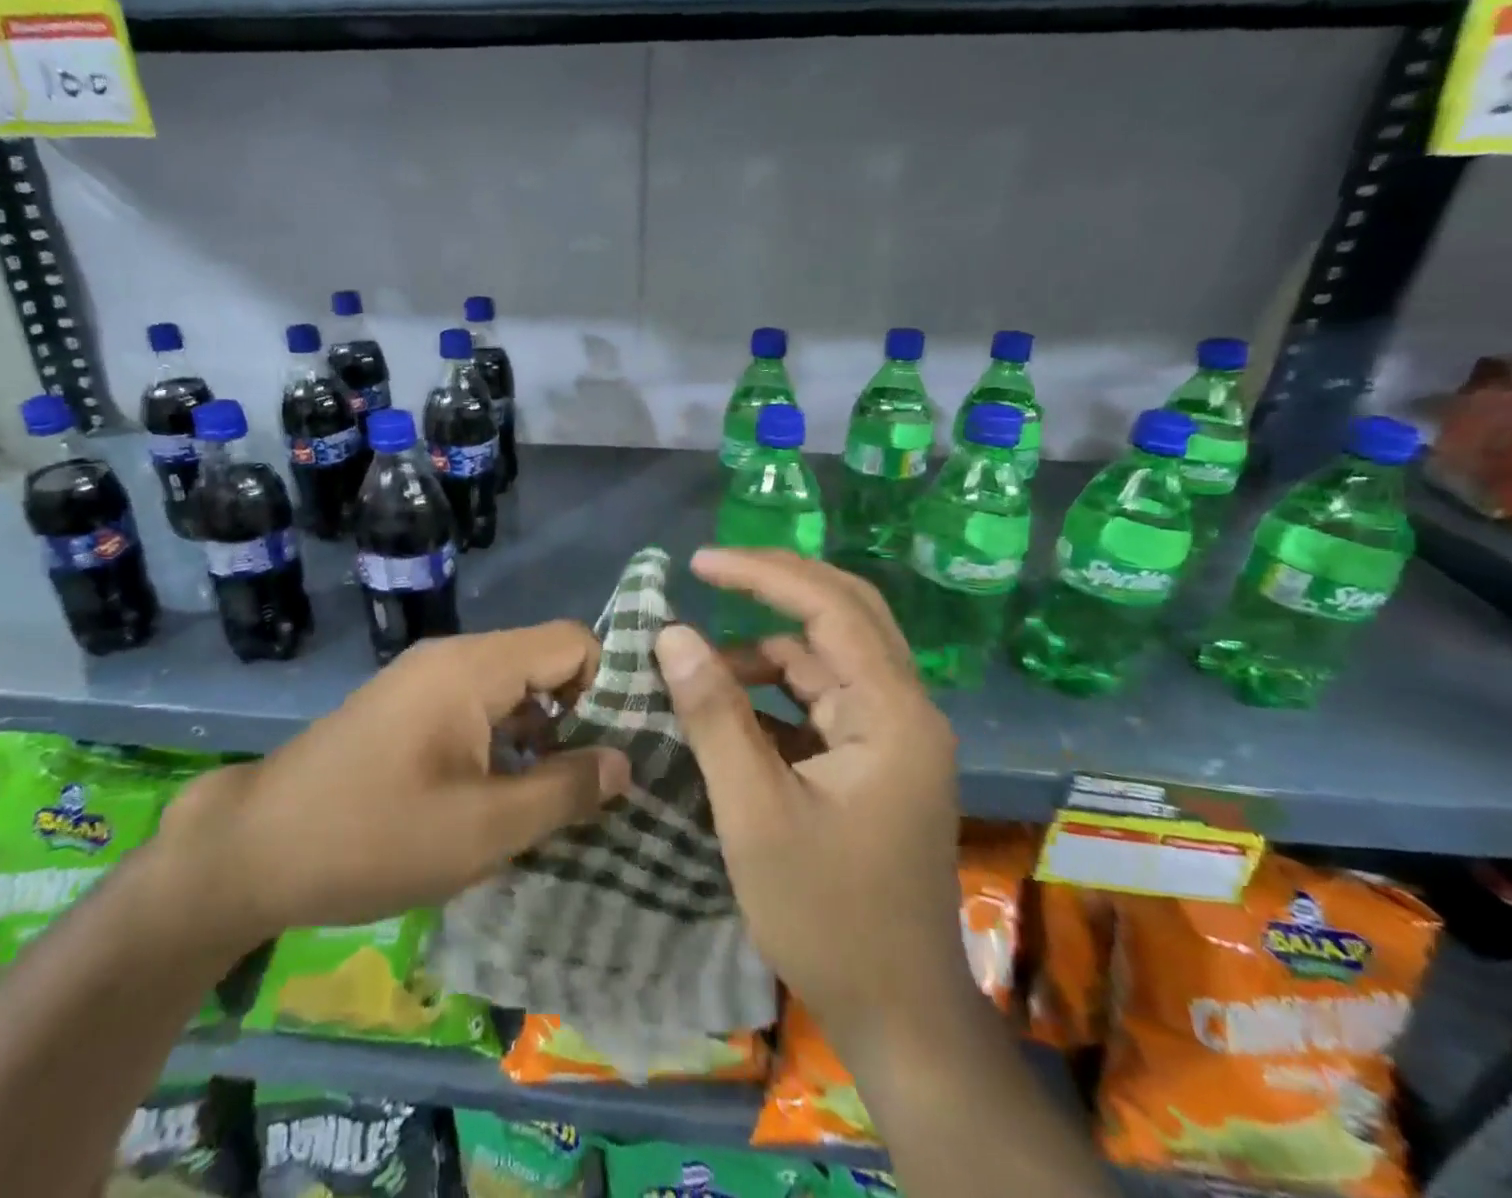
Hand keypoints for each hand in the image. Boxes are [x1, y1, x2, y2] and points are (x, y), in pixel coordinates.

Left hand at [158, 624, 631, 948]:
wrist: (254, 849)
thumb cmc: (372, 836)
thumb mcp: (483, 829)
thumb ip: (563, 791)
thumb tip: (624, 762)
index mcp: (474, 666)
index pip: (572, 641)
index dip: (608, 687)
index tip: (623, 749)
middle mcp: (453, 657)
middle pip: (544, 662)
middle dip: (579, 717)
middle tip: (599, 785)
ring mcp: (425, 680)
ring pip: (511, 689)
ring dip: (541, 735)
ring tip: (559, 800)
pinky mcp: (407, 707)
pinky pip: (477, 708)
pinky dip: (504, 742)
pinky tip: (504, 798)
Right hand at [655, 549, 962, 1043]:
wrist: (896, 1013)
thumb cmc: (827, 915)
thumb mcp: (755, 812)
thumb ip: (714, 715)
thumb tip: (672, 635)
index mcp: (892, 715)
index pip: (831, 609)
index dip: (764, 574)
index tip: (700, 562)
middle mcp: (903, 709)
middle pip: (844, 612)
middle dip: (775, 585)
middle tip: (710, 571)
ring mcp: (890, 734)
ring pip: (826, 656)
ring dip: (762, 650)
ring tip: (697, 670)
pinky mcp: (871, 758)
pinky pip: (819, 697)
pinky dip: (771, 691)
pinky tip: (726, 708)